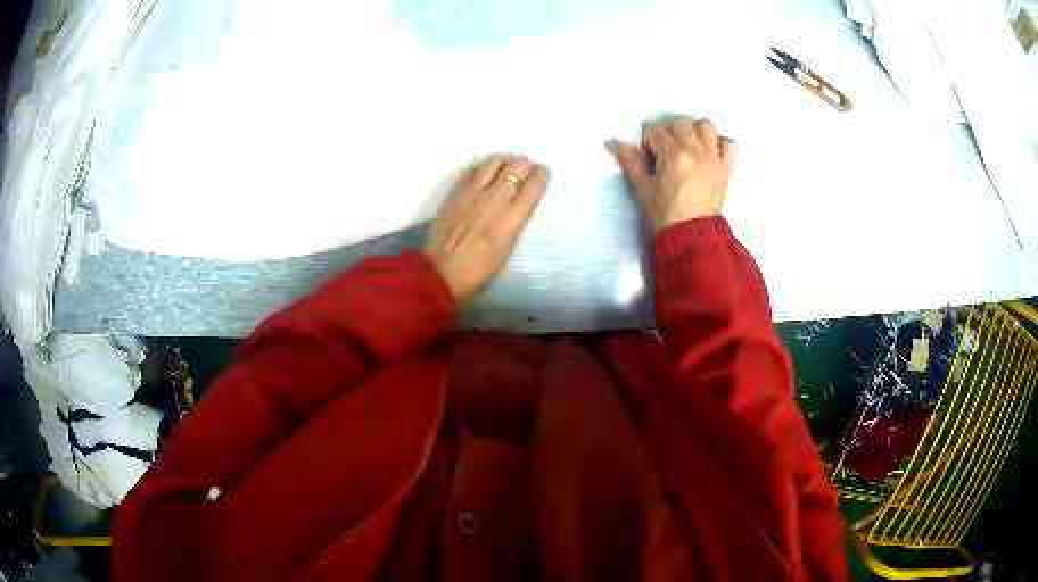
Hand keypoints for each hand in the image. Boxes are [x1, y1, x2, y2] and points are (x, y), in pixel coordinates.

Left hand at [424, 155, 551, 303]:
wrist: (441, 272)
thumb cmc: (479, 271)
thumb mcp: (508, 249)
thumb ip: (515, 222)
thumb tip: (519, 205)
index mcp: (512, 219)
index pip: (534, 186)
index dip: (542, 175)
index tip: (544, 172)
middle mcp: (495, 199)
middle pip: (516, 167)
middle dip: (525, 165)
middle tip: (526, 168)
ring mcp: (472, 192)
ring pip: (494, 162)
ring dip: (505, 161)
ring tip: (507, 166)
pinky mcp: (455, 192)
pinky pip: (473, 170)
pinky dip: (483, 168)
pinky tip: (485, 173)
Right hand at [605, 116, 736, 234]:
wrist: (692, 237)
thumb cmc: (664, 214)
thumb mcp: (643, 188)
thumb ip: (629, 161)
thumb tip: (612, 141)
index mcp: (673, 155)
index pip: (655, 131)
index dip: (648, 140)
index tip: (648, 153)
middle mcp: (695, 150)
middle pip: (681, 122)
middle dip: (669, 130)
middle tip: (665, 148)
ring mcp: (713, 157)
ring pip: (705, 125)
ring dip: (694, 130)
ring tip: (687, 145)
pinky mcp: (726, 167)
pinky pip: (729, 143)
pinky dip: (720, 142)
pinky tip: (709, 151)